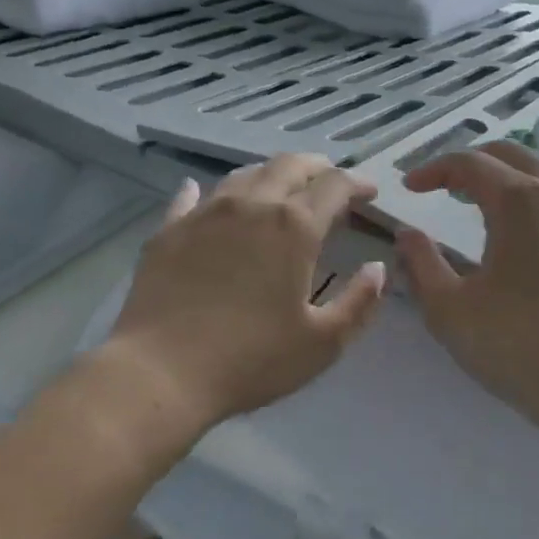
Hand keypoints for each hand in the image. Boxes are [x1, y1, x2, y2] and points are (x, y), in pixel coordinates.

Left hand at [105, 155, 386, 435]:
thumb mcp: (322, 343)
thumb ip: (360, 303)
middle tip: (329, 180)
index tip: (369, 192)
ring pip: (244, 175)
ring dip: (270, 174)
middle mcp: (250, 205)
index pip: (334, 185)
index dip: (357, 183)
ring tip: (280, 188)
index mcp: (293, 227)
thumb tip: (378, 269)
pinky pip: (192, 197)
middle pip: (289, 165)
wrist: (160, 372)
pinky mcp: (169, 230)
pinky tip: (204, 193)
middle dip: (317, 167)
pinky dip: (209, 192)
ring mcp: (205, 213)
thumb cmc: (251, 360)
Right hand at [394, 141, 538, 440]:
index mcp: (519, 200)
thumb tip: (407, 234)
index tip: (410, 188)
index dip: (433, 169)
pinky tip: (525, 237)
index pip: (469, 163)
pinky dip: (535, 201)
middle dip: (471, 164)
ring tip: (480, 207)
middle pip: (510, 155)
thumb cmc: (518, 347)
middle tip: (443, 188)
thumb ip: (420, 263)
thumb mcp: (450, 310)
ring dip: (506, 180)